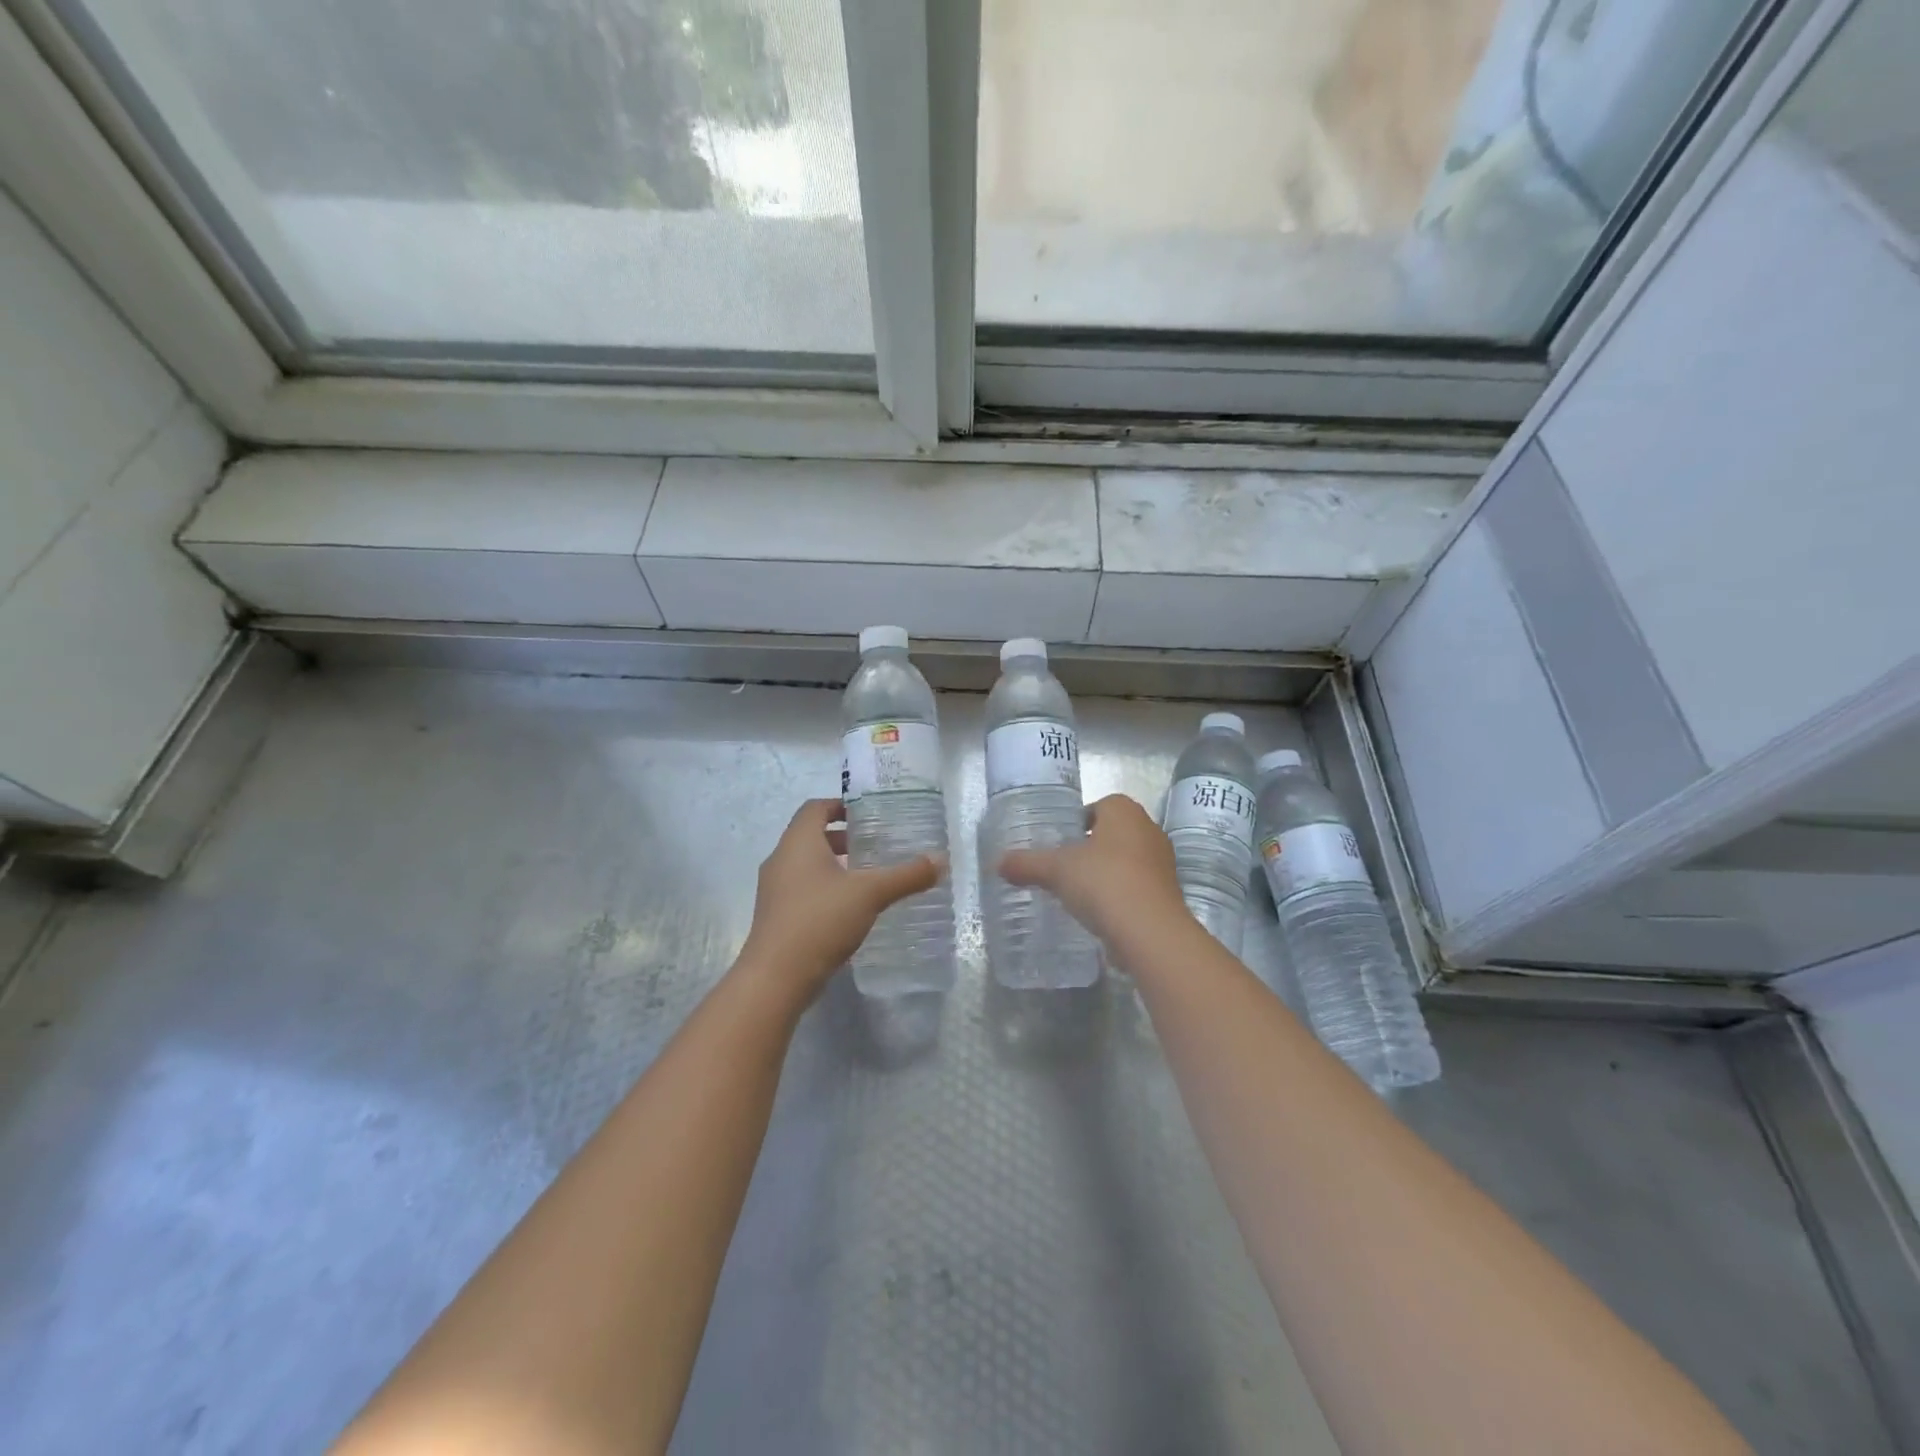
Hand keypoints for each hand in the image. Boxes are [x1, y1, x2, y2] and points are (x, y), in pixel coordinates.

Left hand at [738, 798, 941, 997]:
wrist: (775, 978)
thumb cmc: (820, 920)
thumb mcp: (871, 894)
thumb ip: (906, 875)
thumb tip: (941, 860)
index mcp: (798, 843)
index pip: (815, 808)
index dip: (840, 805)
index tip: (867, 814)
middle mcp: (780, 860)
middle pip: (810, 835)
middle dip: (842, 837)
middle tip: (874, 845)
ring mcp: (774, 890)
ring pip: (805, 864)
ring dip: (833, 864)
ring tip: (866, 877)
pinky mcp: (776, 916)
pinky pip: (801, 889)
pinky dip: (824, 888)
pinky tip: (849, 908)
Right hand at [1000, 794, 1190, 945]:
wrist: (1150, 932)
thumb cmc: (1103, 882)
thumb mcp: (1055, 870)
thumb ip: (1027, 864)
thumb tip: (997, 863)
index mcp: (1124, 811)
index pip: (1100, 806)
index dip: (1079, 821)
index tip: (1060, 842)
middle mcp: (1149, 830)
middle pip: (1114, 833)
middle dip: (1092, 847)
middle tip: (1064, 866)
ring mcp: (1162, 863)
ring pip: (1127, 860)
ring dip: (1107, 872)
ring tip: (1079, 892)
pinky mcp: (1168, 894)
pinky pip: (1137, 887)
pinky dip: (1120, 895)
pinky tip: (1100, 913)